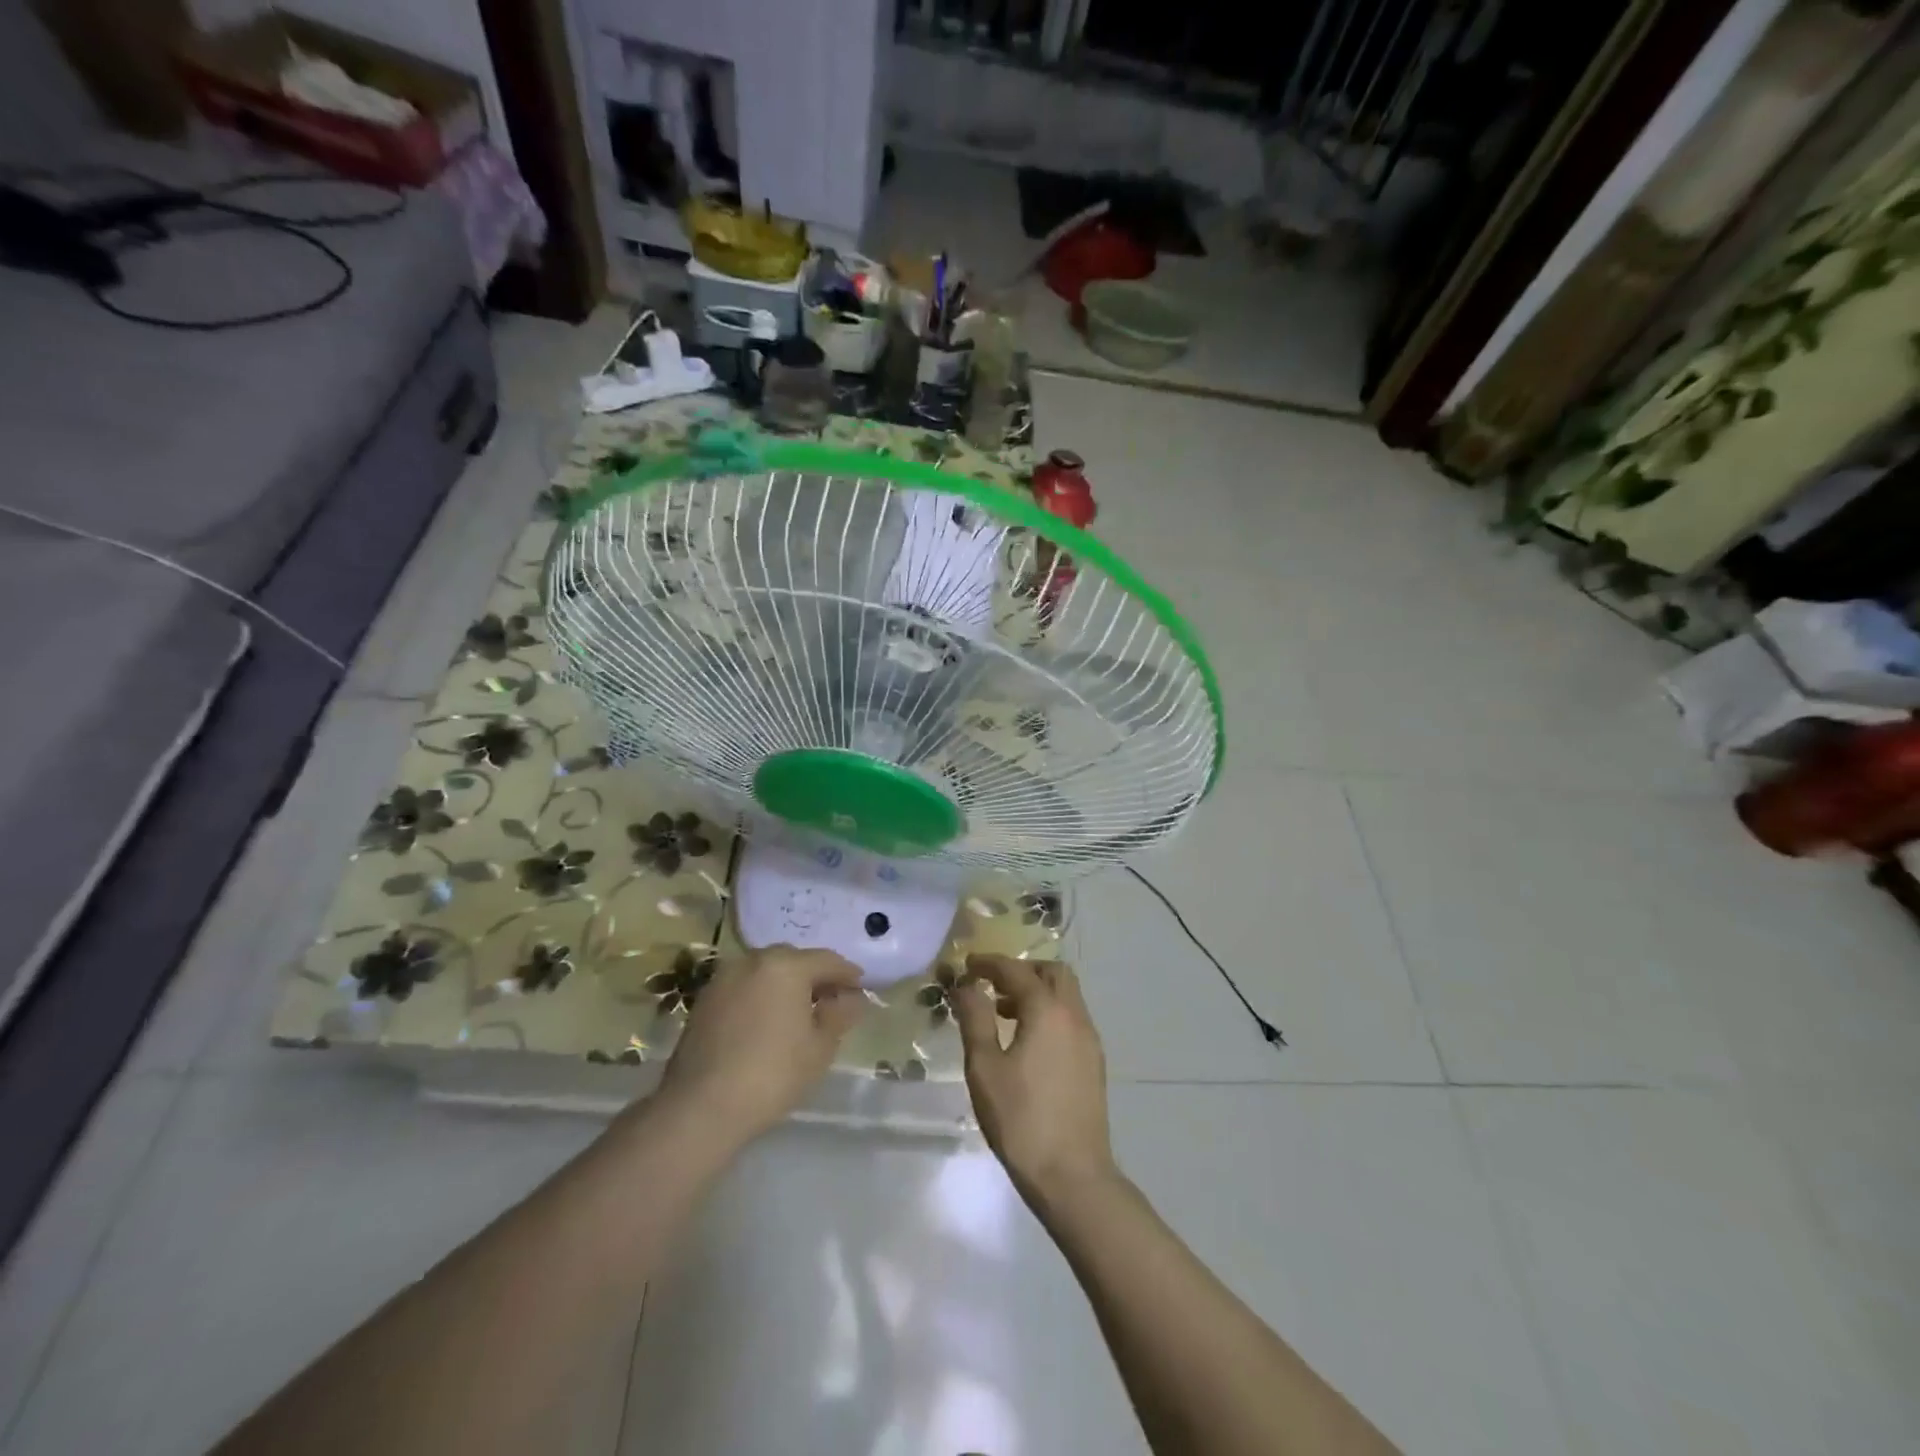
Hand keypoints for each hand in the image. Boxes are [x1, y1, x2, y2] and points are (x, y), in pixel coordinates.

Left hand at [657, 945, 866, 1144]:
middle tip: (831, 1001)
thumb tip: (852, 998)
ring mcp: (724, 978)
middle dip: (814, 976)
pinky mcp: (705, 1000)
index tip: (861, 989)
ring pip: (765, 972)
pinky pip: (744, 988)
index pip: (828, 961)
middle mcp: (753, 960)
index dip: (848, 975)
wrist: (702, 1108)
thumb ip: (839, 1014)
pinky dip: (760, 997)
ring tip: (798, 1013)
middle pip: (794, 960)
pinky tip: (767, 1023)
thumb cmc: (773, 1074)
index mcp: (787, 965)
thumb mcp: (820, 1047)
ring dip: (785, 985)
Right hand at [952, 954, 1115, 1202]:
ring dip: (1036, 993)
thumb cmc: (1021, 1119)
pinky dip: (1049, 1014)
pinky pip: (1071, 1019)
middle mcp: (1075, 1016)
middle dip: (1022, 971)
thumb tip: (967, 985)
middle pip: (1053, 973)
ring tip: (1003, 1015)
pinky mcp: (1094, 1063)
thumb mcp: (985, 1068)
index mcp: (1048, 1011)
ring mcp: (1089, 1040)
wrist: (1073, 1176)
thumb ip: (975, 1019)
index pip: (1017, 971)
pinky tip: (1027, 1043)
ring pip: (1066, 996)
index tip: (967, 965)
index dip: (990, 963)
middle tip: (992, 986)